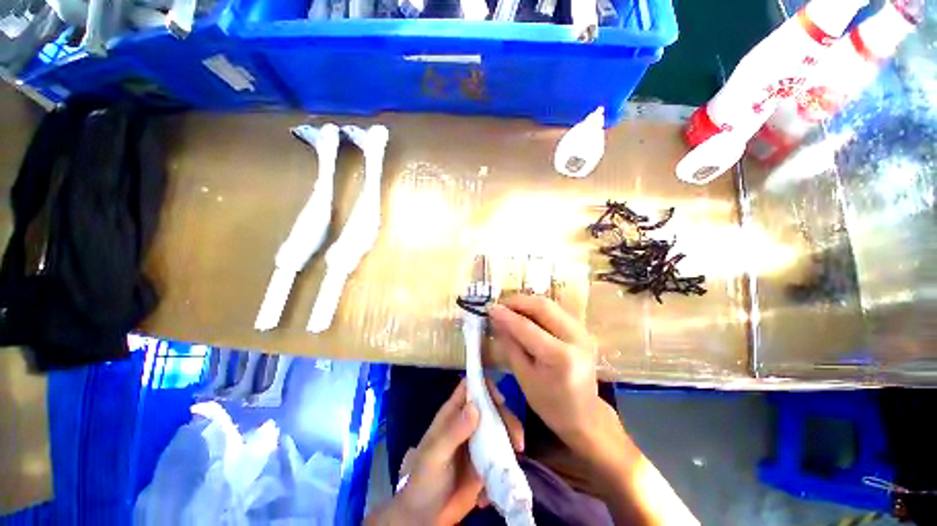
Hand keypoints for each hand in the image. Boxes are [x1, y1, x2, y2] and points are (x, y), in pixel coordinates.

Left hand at [369, 379, 523, 525]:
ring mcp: (479, 442)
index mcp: (453, 414)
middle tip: (516, 438)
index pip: (470, 387)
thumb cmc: (424, 479)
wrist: (425, 516)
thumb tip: (475, 407)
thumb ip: (453, 432)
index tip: (501, 400)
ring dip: (512, 436)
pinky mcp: (487, 461)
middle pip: (491, 406)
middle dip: (506, 416)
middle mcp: (468, 423)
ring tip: (518, 453)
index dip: (485, 386)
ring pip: (501, 427)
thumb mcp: (434, 455)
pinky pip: (503, 452)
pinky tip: (505, 476)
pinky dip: (509, 459)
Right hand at [489, 294, 605, 451]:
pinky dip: (536, 308)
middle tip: (499, 305)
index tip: (489, 308)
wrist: (584, 414)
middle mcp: (576, 337)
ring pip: (549, 304)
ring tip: (509, 308)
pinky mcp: (582, 329)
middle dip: (517, 302)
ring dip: (526, 303)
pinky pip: (555, 310)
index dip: (506, 316)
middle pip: (542, 306)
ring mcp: (582, 331)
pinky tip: (524, 314)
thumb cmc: (550, 403)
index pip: (527, 327)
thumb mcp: (523, 376)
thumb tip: (497, 319)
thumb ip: (510, 344)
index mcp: (560, 357)